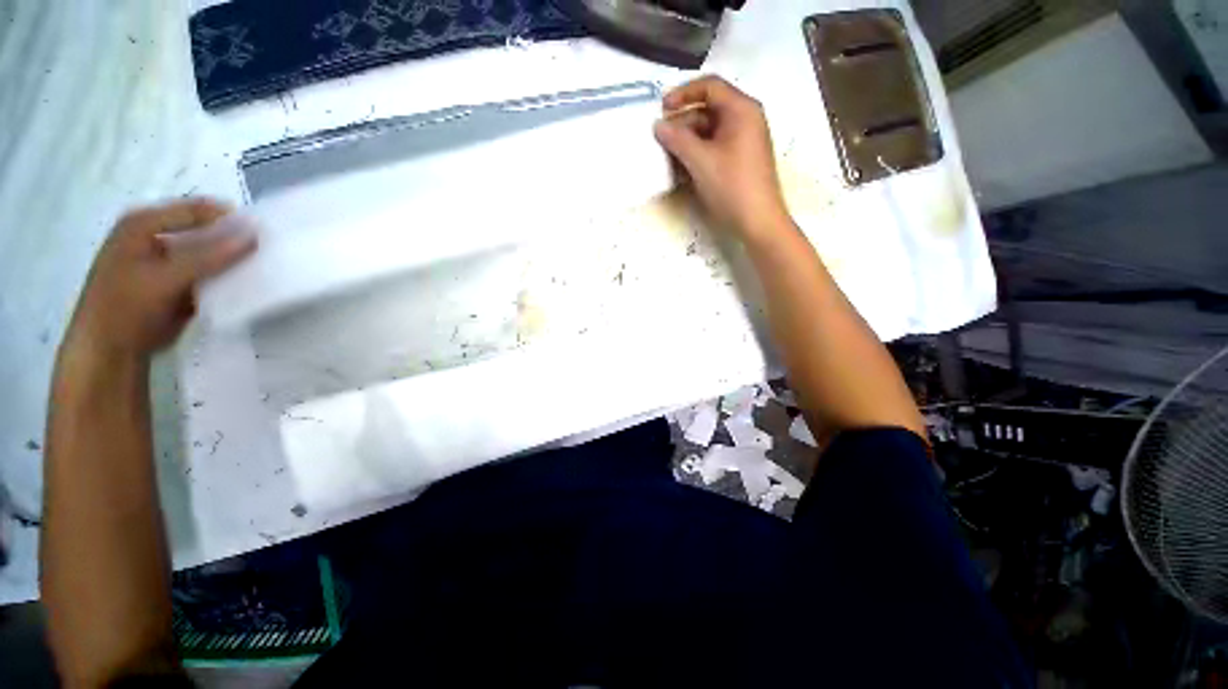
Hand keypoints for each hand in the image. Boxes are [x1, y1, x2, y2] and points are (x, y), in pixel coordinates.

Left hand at [62, 198, 256, 362]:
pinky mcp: (176, 280)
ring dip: (232, 259)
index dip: (231, 219)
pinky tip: (245, 282)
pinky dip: (226, 276)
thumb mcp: (166, 279)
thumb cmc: (126, 308)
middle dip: (234, 239)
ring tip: (263, 266)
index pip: (198, 210)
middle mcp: (155, 234)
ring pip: (208, 251)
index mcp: (144, 223)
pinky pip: (208, 271)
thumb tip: (254, 234)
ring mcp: (166, 258)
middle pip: (204, 229)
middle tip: (269, 250)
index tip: (268, 233)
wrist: (110, 351)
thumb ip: (209, 256)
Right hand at [653, 76, 788, 238]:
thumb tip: (658, 126)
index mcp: (741, 110)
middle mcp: (746, 119)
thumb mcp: (701, 161)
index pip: (710, 86)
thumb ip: (677, 140)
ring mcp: (745, 141)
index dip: (683, 93)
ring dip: (688, 142)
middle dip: (683, 123)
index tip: (661, 109)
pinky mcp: (741, 160)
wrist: (758, 222)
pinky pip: (716, 148)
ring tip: (669, 158)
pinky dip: (699, 154)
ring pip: (710, 132)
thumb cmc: (732, 186)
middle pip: (709, 110)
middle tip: (662, 140)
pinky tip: (684, 170)